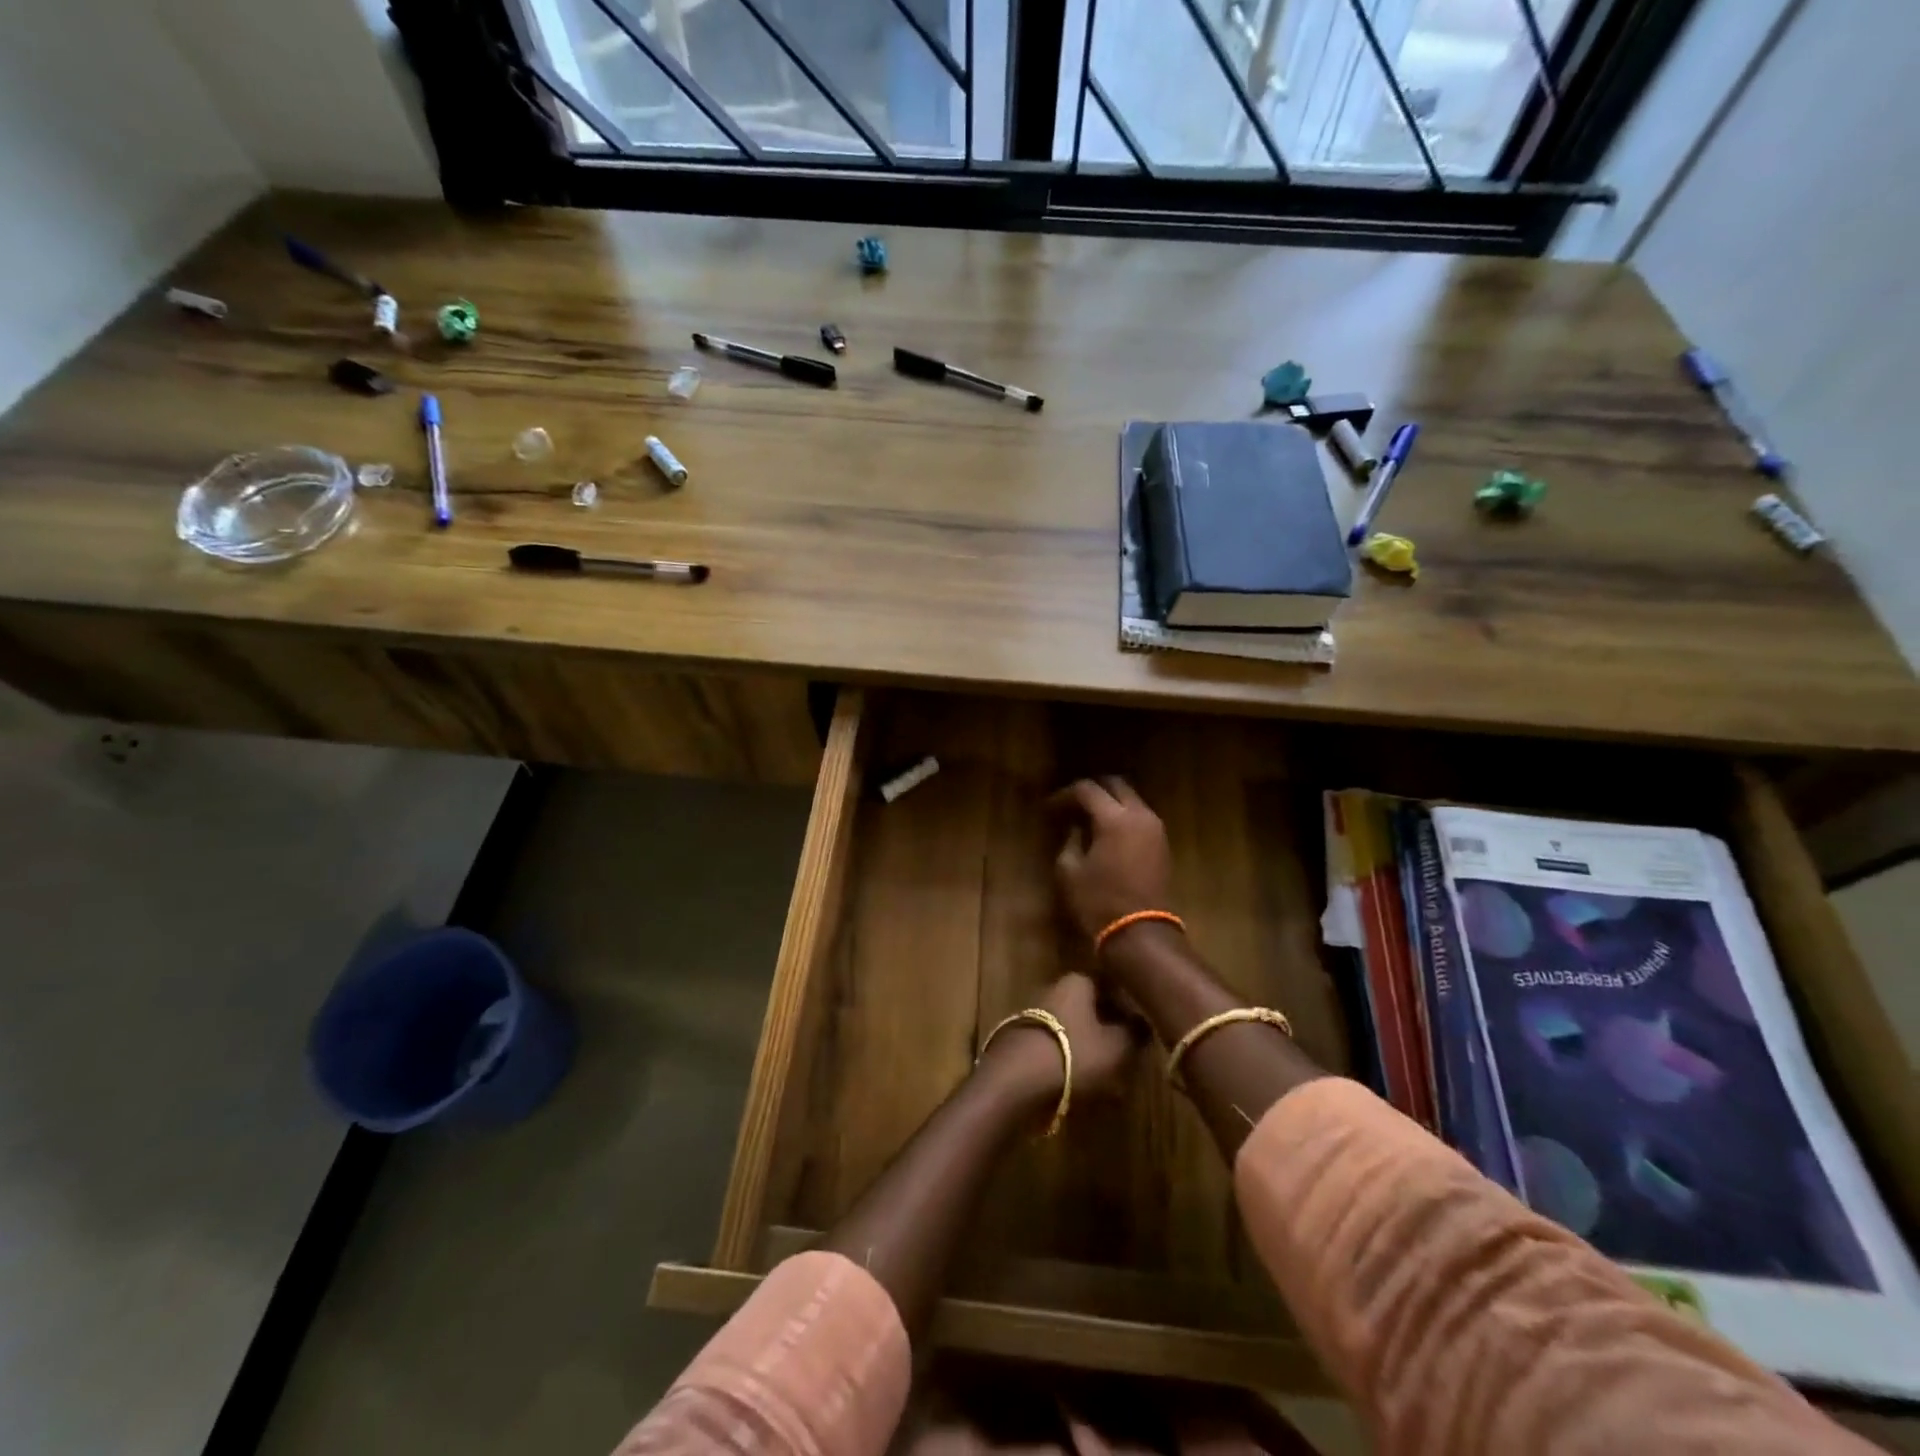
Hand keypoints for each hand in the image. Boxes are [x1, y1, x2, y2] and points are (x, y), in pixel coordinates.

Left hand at [979, 973, 1139, 1116]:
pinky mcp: (1021, 1044)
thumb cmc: (1074, 1055)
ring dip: (1089, 1052)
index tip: (1142, 1029)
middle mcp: (1052, 991)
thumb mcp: (1117, 1047)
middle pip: (1088, 1008)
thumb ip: (1134, 1033)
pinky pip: (1054, 1051)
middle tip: (1128, 1057)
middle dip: (1108, 1031)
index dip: (1127, 1006)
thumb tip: (1143, 1022)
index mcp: (1076, 983)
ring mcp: (1033, 1017)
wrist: (1015, 1082)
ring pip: (1072, 1031)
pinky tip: (1083, 1089)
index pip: (1108, 985)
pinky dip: (1069, 1066)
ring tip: (1110, 1081)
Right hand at [1049, 777, 1172, 943]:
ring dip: (1110, 803)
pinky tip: (1107, 834)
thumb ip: (1070, 841)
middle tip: (1071, 805)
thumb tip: (1075, 829)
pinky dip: (1123, 817)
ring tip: (1088, 819)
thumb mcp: (1070, 871)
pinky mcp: (1163, 845)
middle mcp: (1140, 815)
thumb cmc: (1099, 903)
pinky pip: (1141, 817)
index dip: (1065, 795)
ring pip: (1132, 800)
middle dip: (1092, 790)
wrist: (1142, 934)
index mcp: (1114, 818)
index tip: (1050, 808)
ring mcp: (1156, 829)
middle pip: (1116, 785)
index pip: (1087, 789)